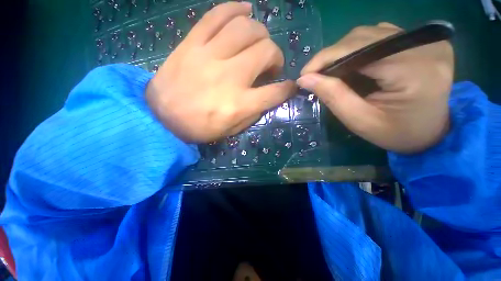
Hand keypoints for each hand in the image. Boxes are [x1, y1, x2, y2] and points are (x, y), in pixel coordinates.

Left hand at [146, 2, 294, 142]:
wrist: (162, 118)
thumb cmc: (200, 128)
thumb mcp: (232, 130)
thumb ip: (253, 113)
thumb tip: (267, 96)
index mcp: (239, 104)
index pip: (275, 92)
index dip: (288, 88)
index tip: (289, 86)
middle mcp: (229, 77)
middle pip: (266, 52)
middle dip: (276, 57)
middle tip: (270, 65)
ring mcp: (209, 56)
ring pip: (246, 28)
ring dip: (261, 34)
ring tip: (259, 43)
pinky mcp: (192, 43)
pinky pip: (217, 15)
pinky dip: (235, 9)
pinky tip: (245, 11)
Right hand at [297, 23, 453, 152]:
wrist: (430, 132)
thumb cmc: (395, 133)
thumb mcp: (359, 121)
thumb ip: (333, 96)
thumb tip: (304, 79)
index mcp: (414, 71)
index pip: (359, 50)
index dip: (325, 58)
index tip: (304, 74)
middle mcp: (424, 46)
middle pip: (363, 37)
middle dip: (331, 56)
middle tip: (315, 75)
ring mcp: (426, 39)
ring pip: (369, 33)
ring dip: (343, 52)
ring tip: (331, 72)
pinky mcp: (423, 40)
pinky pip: (380, 34)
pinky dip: (358, 48)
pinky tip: (353, 64)